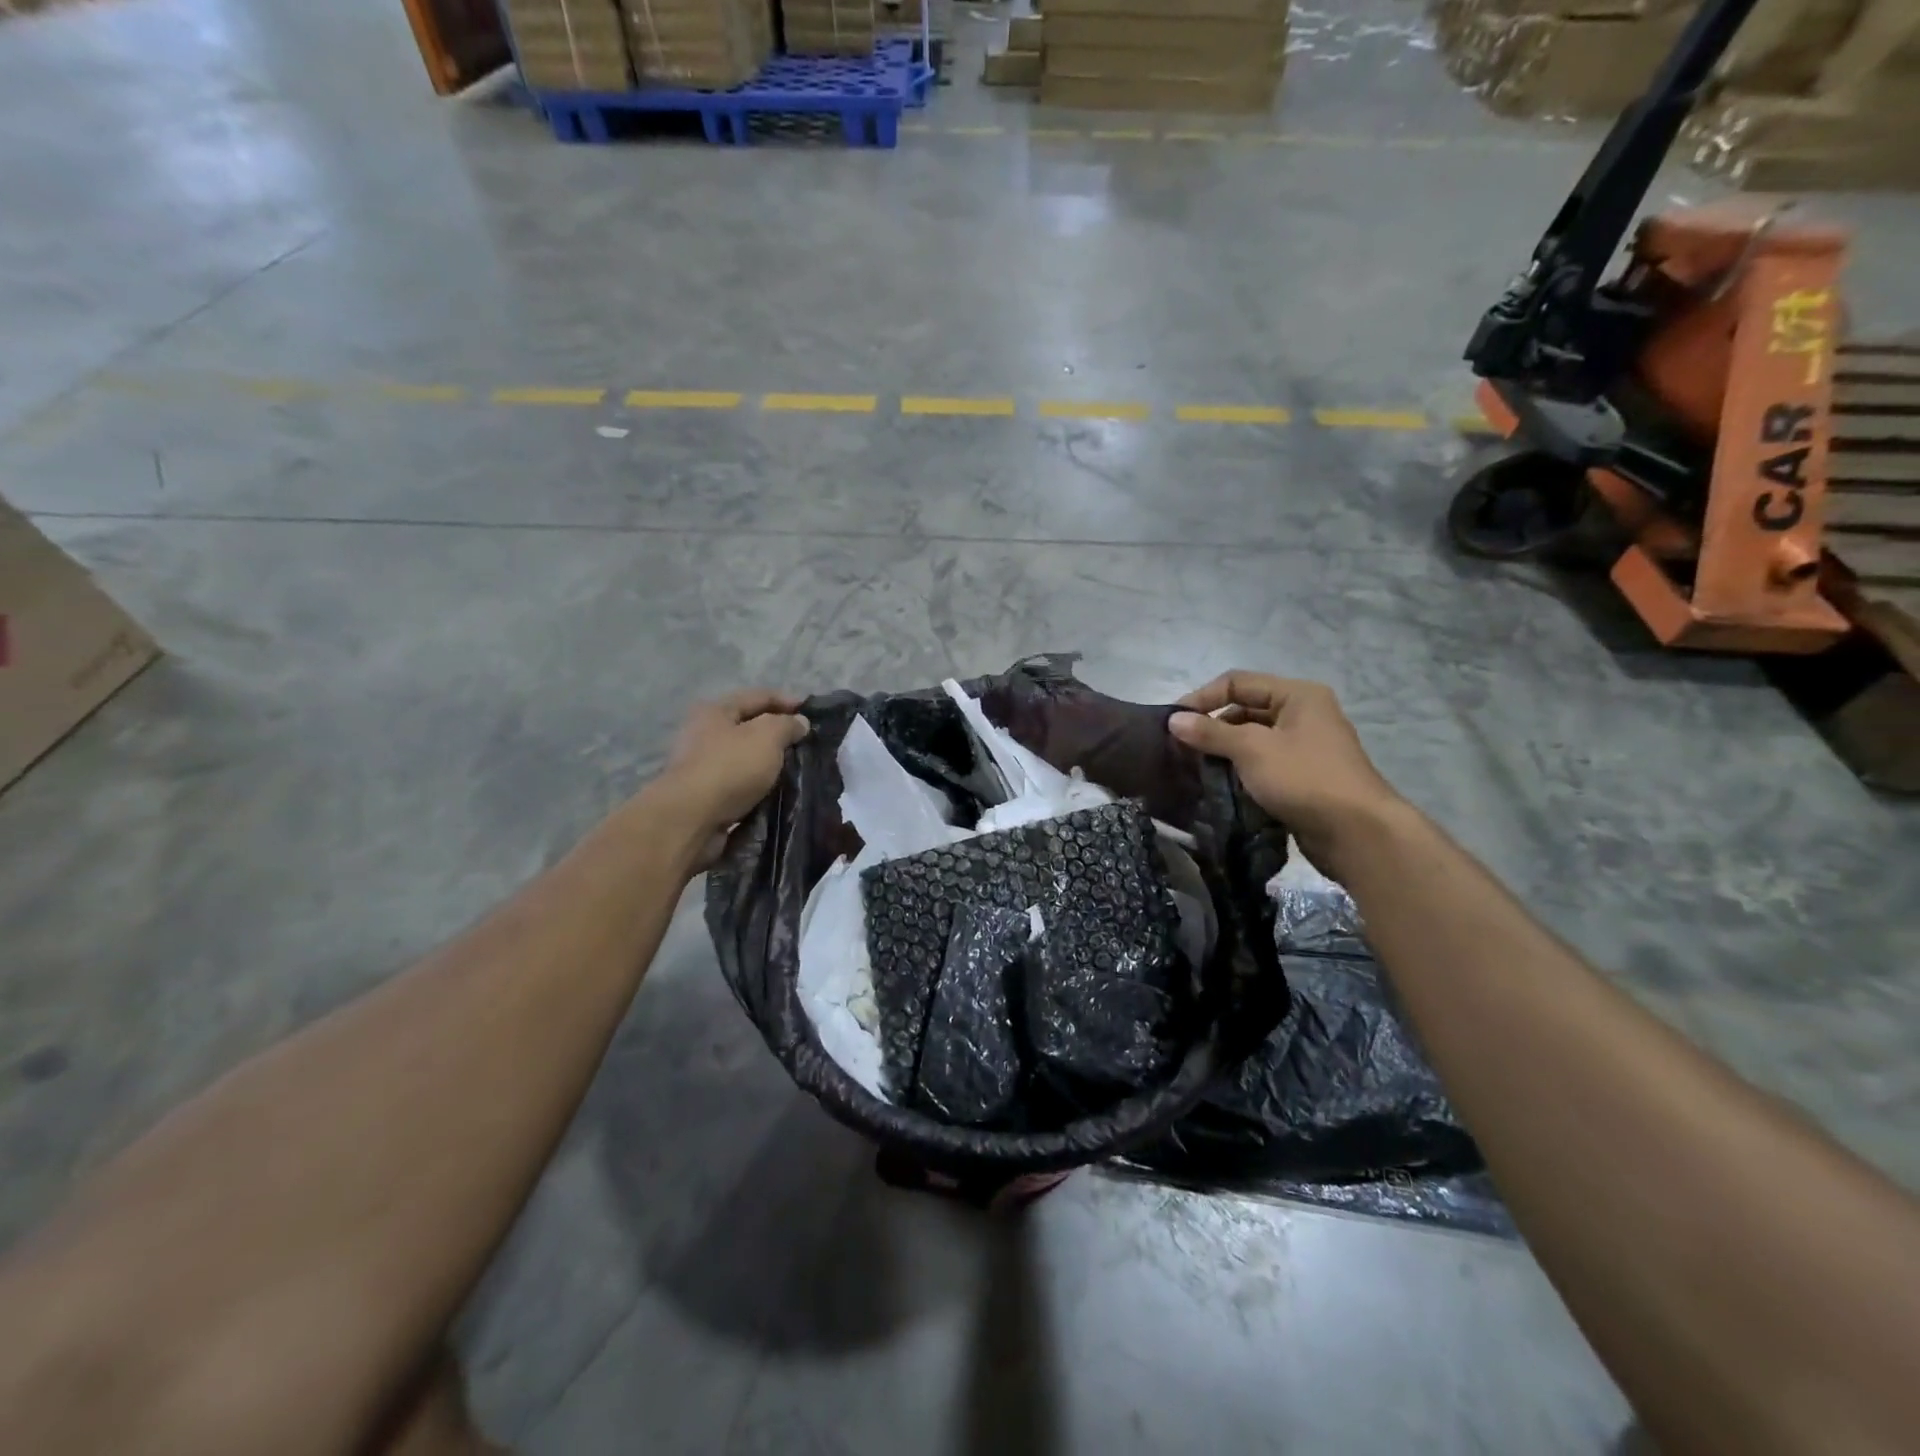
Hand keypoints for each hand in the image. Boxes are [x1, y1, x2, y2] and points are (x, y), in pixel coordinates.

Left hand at [657, 690, 810, 861]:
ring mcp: (703, 766)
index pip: (758, 696)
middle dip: (778, 734)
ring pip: (746, 757)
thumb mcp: (767, 736)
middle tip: (806, 744)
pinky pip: (740, 784)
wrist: (692, 819)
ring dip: (769, 762)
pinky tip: (777, 792)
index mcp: (715, 710)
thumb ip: (787, 725)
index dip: (787, 701)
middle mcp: (705, 734)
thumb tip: (799, 722)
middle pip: (749, 727)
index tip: (813, 713)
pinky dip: (759, 786)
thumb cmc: (730, 767)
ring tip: (797, 769)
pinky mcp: (706, 796)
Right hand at [1168, 672, 1405, 876]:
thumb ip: (1210, 732)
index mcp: (1297, 695)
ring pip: (1252, 739)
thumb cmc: (1304, 778)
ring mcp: (1305, 747)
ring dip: (1223, 751)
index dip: (1202, 698)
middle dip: (1211, 726)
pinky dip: (1239, 770)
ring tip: (1195, 768)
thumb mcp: (1252, 749)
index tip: (1173, 723)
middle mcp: (1303, 714)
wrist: (1356, 833)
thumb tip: (1173, 720)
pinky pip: (1262, 763)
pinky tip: (1219, 785)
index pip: (1237, 683)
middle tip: (1182, 748)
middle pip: (1245, 709)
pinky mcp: (1302, 776)